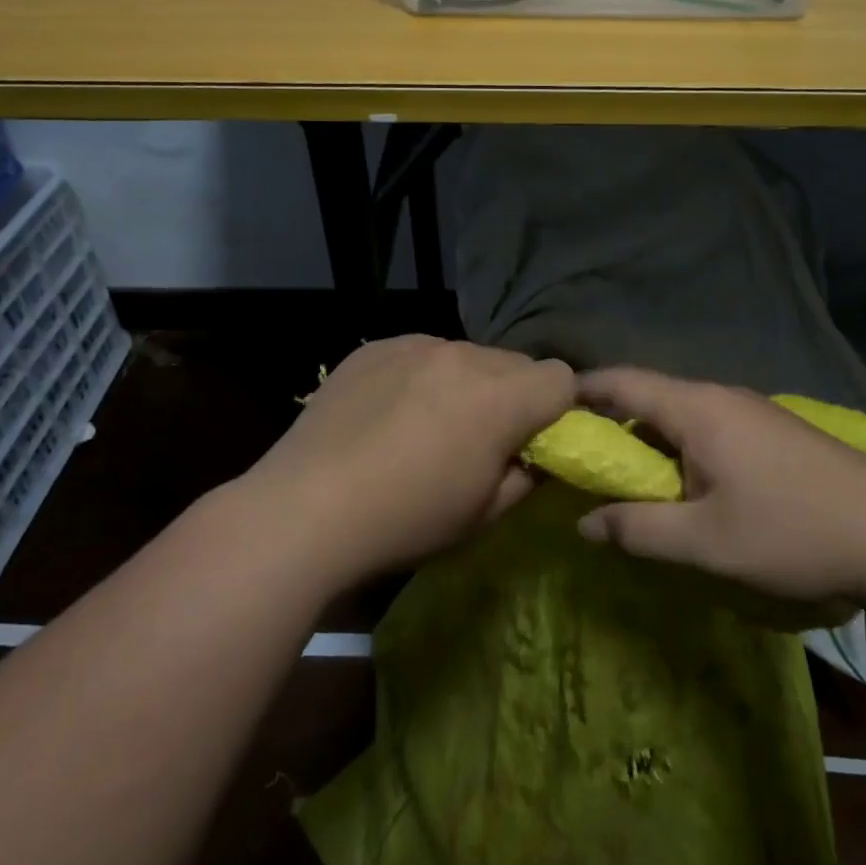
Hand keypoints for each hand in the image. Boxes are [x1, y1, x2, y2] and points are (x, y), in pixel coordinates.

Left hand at [240, 336, 574, 583]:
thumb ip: (528, 475)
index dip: (556, 410)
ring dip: (465, 384)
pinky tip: (388, 415)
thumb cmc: (407, 520)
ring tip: (425, 426)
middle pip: (514, 364)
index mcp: (500, 396)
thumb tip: (537, 454)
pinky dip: (421, 377)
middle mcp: (463, 355)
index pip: (560, 377)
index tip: (532, 442)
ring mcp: (414, 345)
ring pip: (465, 356)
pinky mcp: (374, 347)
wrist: (305, 508)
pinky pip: (419, 354)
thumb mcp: (484, 513)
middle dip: (511, 396)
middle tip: (478, 439)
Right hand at [576, 367, 865, 608]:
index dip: (580, 392)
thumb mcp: (704, 542)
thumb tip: (584, 524)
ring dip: (648, 442)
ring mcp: (751, 412)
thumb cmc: (791, 531)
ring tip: (627, 480)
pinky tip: (685, 486)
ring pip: (680, 415)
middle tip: (580, 461)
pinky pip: (708, 429)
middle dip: (610, 425)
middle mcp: (720, 397)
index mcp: (696, 409)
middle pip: (649, 398)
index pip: (621, 382)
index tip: (548, 412)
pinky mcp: (773, 432)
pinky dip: (680, 450)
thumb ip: (637, 530)